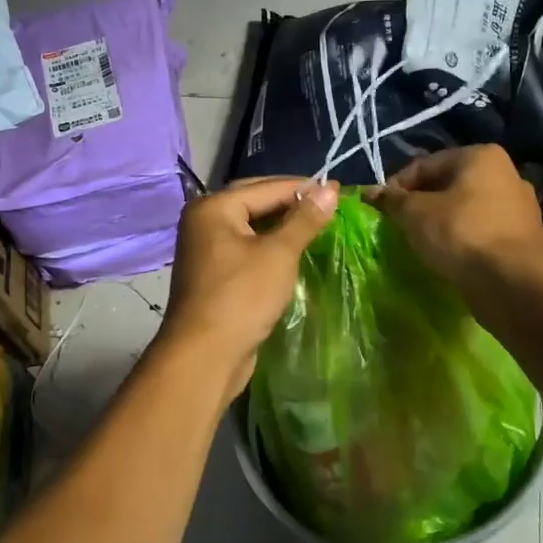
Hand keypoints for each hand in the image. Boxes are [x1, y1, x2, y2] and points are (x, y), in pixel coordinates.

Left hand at [159, 177, 339, 397]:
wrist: (205, 355)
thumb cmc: (242, 297)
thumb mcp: (279, 254)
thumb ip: (304, 219)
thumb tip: (330, 189)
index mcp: (214, 207)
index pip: (266, 187)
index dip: (304, 187)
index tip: (338, 189)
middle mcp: (204, 221)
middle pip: (255, 202)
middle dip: (291, 204)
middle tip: (328, 207)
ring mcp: (205, 249)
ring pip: (251, 227)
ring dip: (281, 226)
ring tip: (316, 227)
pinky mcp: (213, 274)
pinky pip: (246, 249)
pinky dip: (269, 247)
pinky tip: (293, 252)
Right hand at [365, 145, 542, 295]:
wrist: (512, 283)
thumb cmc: (460, 234)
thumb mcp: (414, 214)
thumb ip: (392, 200)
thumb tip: (370, 192)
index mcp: (481, 157)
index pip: (426, 165)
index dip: (398, 186)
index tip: (382, 209)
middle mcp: (509, 175)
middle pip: (454, 186)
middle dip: (428, 203)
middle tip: (404, 226)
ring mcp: (526, 208)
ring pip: (478, 210)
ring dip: (458, 221)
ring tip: (434, 243)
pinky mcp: (533, 240)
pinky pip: (499, 235)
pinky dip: (486, 241)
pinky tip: (476, 255)